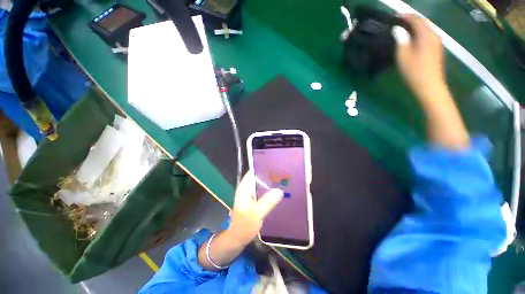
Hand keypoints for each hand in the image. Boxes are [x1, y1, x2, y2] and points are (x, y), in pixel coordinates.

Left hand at [227, 172, 283, 244]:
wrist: (237, 238)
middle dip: (269, 176)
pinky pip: (262, 192)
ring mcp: (250, 195)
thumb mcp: (256, 213)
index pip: (253, 173)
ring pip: (261, 185)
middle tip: (282, 175)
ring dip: (269, 184)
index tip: (275, 167)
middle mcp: (246, 189)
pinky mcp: (254, 201)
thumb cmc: (244, 226)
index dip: (262, 168)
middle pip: (258, 178)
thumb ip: (267, 202)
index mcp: (244, 188)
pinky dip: (269, 191)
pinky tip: (278, 193)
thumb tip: (280, 190)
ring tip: (282, 182)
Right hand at [392, 14, 445, 100]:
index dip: (406, 16)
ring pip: (425, 30)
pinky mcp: (436, 51)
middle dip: (411, 21)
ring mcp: (437, 43)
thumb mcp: (403, 55)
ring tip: (403, 31)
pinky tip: (412, 40)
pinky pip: (427, 37)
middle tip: (398, 23)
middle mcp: (434, 36)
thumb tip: (397, 30)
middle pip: (423, 23)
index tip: (395, 16)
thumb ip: (401, 40)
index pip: (416, 19)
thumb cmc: (414, 71)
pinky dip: (418, 35)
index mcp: (426, 35)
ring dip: (415, 28)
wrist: (430, 86)